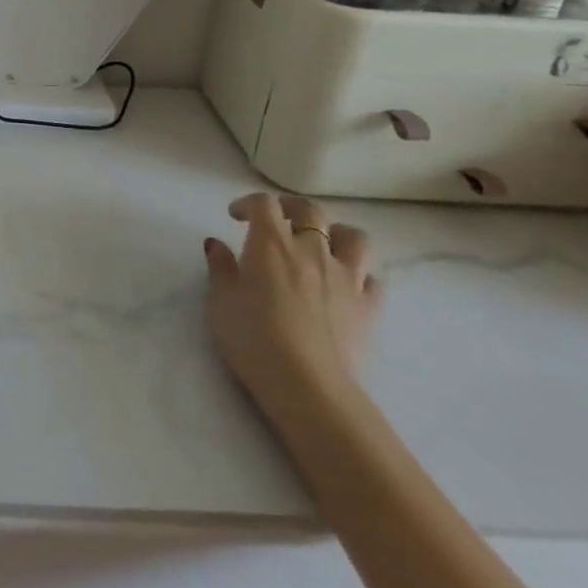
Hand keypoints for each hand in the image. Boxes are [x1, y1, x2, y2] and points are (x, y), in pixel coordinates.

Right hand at [203, 193, 379, 414]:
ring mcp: (346, 278)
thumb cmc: (253, 338)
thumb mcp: (220, 301)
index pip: (264, 204)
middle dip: (292, 208)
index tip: (236, 216)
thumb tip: (216, 244)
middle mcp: (312, 250)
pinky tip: (344, 288)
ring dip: (337, 235)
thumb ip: (220, 267)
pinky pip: (371, 280)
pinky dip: (359, 276)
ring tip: (322, 247)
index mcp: (271, 244)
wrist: (307, 385)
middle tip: (278, 220)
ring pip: (355, 238)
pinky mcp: (368, 308)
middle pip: (311, 211)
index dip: (249, 203)